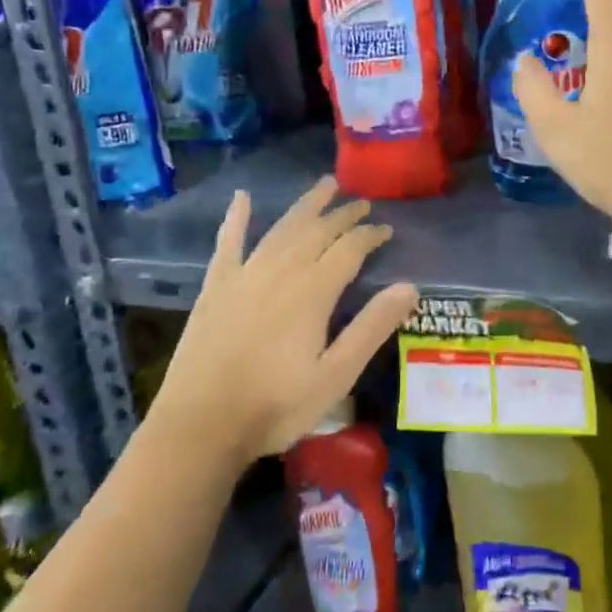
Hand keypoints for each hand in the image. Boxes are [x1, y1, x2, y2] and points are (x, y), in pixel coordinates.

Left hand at [151, 177, 417, 464]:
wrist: (201, 425)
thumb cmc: (276, 406)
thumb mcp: (336, 376)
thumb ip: (372, 328)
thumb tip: (410, 286)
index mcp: (313, 291)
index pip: (350, 249)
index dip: (370, 235)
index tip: (386, 229)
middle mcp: (281, 271)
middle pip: (318, 230)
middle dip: (343, 214)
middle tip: (362, 202)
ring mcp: (244, 275)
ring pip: (282, 228)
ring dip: (306, 206)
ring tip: (325, 185)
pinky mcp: (216, 286)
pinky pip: (228, 242)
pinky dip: (237, 218)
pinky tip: (242, 198)